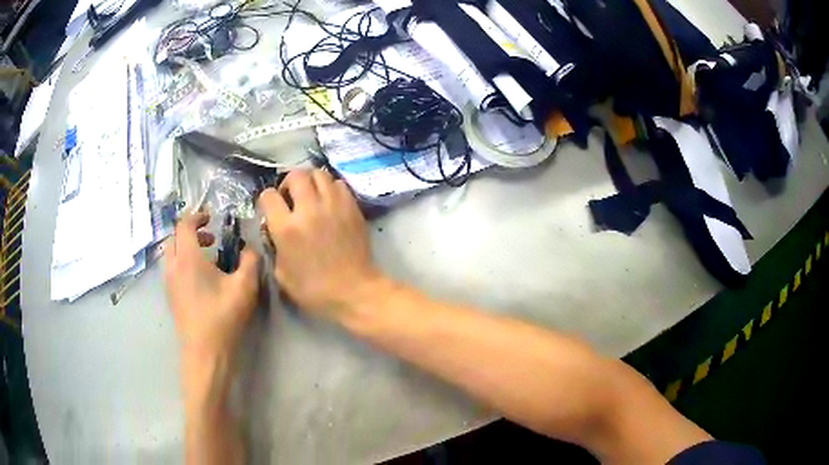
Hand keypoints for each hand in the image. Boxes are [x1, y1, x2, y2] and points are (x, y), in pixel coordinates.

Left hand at [163, 212, 259, 357]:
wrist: (204, 352)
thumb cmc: (223, 317)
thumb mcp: (245, 287)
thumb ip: (250, 261)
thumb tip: (250, 248)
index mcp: (188, 258)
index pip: (185, 224)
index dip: (197, 216)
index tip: (212, 219)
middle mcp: (173, 266)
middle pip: (174, 237)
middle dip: (191, 232)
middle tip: (211, 239)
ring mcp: (169, 282)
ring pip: (171, 253)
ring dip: (186, 248)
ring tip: (208, 259)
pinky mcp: (170, 296)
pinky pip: (172, 268)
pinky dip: (183, 262)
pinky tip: (201, 279)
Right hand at [258, 170, 382, 317]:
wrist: (354, 291)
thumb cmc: (314, 289)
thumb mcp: (281, 274)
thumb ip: (274, 246)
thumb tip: (275, 230)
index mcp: (287, 228)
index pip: (269, 196)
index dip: (266, 200)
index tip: (270, 209)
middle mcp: (309, 209)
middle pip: (296, 175)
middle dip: (288, 183)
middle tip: (291, 197)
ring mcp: (334, 205)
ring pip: (319, 173)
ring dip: (310, 181)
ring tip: (311, 195)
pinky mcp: (352, 207)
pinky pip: (339, 183)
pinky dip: (330, 187)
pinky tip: (329, 201)